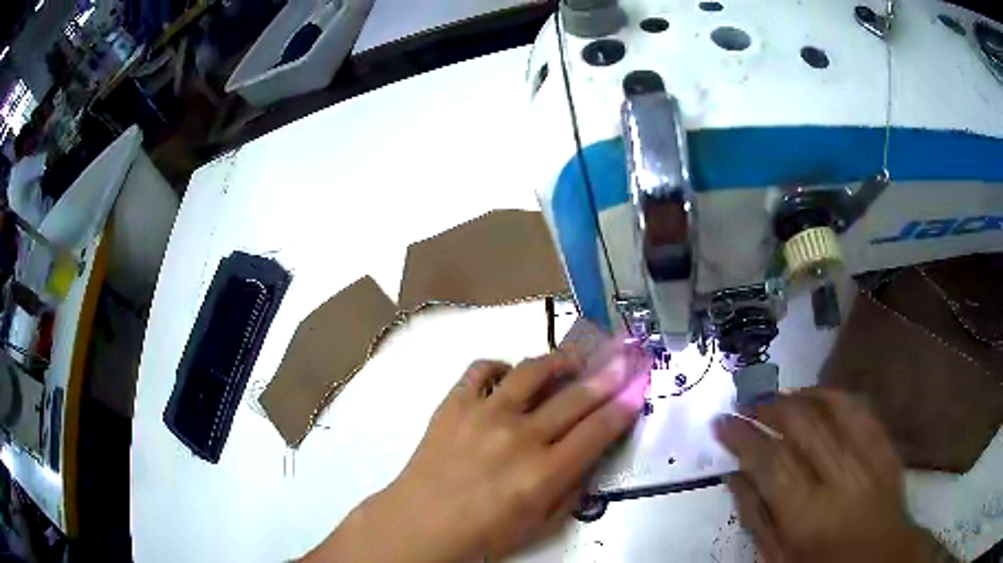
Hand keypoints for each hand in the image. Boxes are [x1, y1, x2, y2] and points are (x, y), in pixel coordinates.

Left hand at [308, 342, 648, 562]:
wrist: (421, 523)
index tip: (638, 388)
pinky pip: (480, 370)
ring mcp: (484, 414)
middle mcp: (520, 436)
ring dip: (559, 361)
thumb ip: (571, 488)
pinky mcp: (454, 404)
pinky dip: (498, 366)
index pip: (598, 430)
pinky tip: (507, 374)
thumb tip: (588, 454)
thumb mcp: (540, 525)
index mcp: (544, 472)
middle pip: (575, 397)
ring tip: (573, 359)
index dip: (623, 406)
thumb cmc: (483, 534)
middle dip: (608, 375)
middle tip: (625, 357)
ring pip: (531, 372)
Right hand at [715, 389, 956, 562]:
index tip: (721, 423)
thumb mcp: (778, 559)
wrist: (880, 558)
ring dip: (798, 397)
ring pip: (831, 409)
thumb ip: (756, 518)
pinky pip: (860, 408)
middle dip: (767, 407)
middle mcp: (838, 477)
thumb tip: (733, 477)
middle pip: (801, 426)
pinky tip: (818, 394)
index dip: (742, 437)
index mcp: (806, 513)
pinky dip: (836, 395)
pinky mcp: (884, 446)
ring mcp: (867, 456)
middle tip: (745, 403)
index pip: (769, 462)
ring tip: (776, 396)